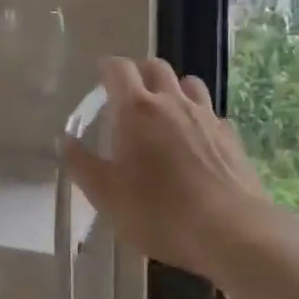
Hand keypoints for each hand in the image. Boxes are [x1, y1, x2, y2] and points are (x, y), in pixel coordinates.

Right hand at [64, 57, 269, 277]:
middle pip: (156, 67)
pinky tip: (197, 140)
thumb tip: (67, 142)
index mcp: (136, 109)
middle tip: (129, 91)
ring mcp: (206, 116)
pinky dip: (199, 117)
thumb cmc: (159, 212)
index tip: (101, 76)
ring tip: (165, 110)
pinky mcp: (231, 136)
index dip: (108, 68)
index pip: (119, 69)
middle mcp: (172, 102)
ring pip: (189, 83)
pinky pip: (212, 113)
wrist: (231, 232)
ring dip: (173, 88)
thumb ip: (82, 165)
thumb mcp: (107, 195)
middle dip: (140, 72)